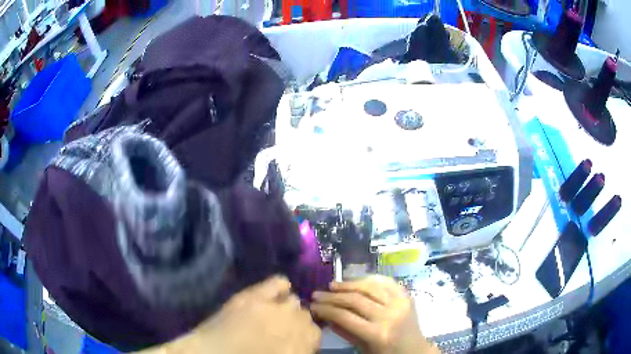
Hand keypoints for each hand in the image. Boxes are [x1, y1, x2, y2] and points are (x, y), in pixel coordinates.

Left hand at [149, 276, 320, 353]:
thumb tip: (301, 340)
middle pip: (306, 317)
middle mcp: (293, 325)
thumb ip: (295, 348)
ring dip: (287, 309)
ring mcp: (273, 309)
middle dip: (296, 324)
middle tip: (281, 331)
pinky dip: (280, 287)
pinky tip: (274, 294)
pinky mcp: (254, 297)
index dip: (305, 338)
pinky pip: (278, 283)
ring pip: (295, 302)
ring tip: (274, 315)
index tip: (295, 341)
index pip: (315, 334)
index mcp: (300, 346)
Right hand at [310, 275, 439, 353]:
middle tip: (317, 294)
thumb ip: (345, 332)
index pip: (345, 316)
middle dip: (332, 296)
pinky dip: (370, 278)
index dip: (325, 309)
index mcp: (377, 334)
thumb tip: (326, 315)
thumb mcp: (363, 349)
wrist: (415, 351)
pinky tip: (357, 280)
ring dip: (349, 284)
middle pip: (355, 299)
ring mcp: (400, 303)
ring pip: (370, 287)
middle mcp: (389, 316)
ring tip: (333, 285)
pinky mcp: (406, 297)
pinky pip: (387, 282)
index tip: (312, 306)